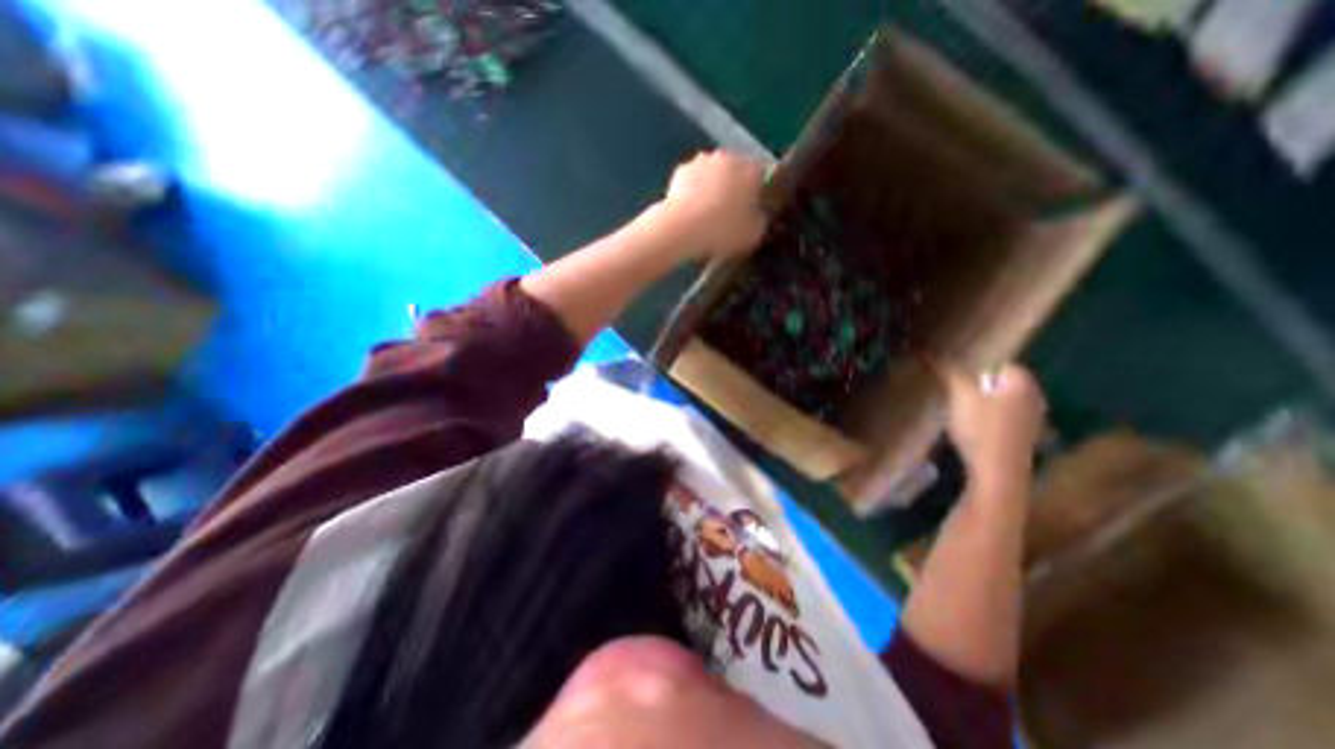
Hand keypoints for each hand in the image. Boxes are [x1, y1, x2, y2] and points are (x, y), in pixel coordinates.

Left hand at [655, 148, 761, 260]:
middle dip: (734, 189)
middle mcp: (728, 157)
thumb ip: (759, 219)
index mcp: (752, 169)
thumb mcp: (754, 234)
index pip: (762, 176)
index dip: (758, 195)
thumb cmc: (723, 231)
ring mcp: (701, 161)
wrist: (681, 229)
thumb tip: (756, 214)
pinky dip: (692, 193)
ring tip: (707, 216)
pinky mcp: (679, 171)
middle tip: (729, 215)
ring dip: (712, 188)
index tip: (752, 212)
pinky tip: (690, 214)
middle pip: (735, 172)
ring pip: (712, 174)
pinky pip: (692, 182)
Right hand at [931, 362, 1046, 491]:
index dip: (973, 368)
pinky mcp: (1025, 438)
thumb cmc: (980, 428)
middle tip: (953, 392)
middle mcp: (1035, 396)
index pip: (996, 363)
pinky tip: (972, 430)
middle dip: (977, 385)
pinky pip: (1003, 418)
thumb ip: (947, 371)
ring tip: (958, 411)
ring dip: (981, 403)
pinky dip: (988, 419)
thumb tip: (926, 351)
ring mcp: (1033, 419)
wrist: (997, 473)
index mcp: (1023, 381)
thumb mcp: (959, 395)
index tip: (953, 377)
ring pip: (1001, 401)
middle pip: (999, 382)